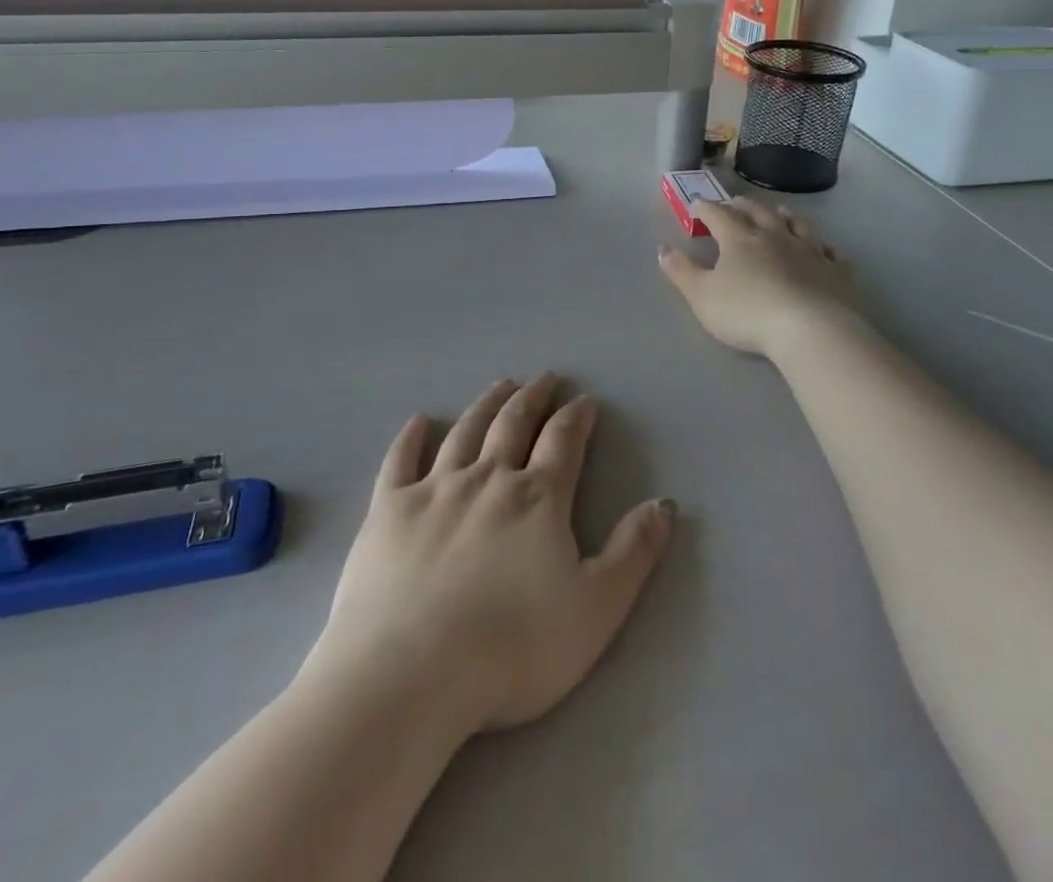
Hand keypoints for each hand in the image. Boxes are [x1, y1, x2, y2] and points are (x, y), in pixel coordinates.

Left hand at [308, 375, 674, 738]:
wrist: (410, 674)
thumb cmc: (513, 649)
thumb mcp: (596, 609)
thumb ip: (633, 553)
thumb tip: (664, 504)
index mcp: (537, 499)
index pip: (563, 443)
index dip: (576, 418)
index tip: (584, 401)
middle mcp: (487, 479)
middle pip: (513, 425)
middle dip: (533, 398)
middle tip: (544, 378)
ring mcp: (433, 490)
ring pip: (465, 432)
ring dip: (486, 405)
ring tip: (500, 385)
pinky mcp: (388, 511)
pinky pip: (400, 461)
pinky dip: (411, 437)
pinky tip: (419, 421)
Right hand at [658, 197, 858, 358]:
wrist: (810, 329)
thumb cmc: (747, 312)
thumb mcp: (701, 296)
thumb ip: (681, 271)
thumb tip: (663, 248)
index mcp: (740, 239)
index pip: (718, 215)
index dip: (705, 208)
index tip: (696, 205)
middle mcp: (776, 236)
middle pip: (758, 213)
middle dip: (743, 206)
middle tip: (735, 202)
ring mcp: (810, 251)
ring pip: (796, 225)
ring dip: (784, 216)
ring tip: (779, 212)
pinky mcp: (836, 272)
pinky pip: (831, 253)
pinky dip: (824, 248)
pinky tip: (825, 249)